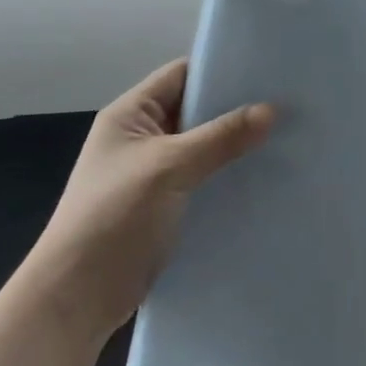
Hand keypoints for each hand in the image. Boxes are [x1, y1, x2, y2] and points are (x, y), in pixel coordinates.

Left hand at [31, 59, 272, 336]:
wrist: (77, 296)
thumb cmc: (114, 216)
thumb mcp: (169, 167)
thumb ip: (220, 137)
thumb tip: (272, 110)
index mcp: (130, 115)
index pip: (180, 75)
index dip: (220, 69)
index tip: (267, 71)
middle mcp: (142, 138)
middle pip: (195, 111)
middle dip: (236, 109)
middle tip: (288, 105)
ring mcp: (153, 175)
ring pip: (203, 148)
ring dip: (236, 146)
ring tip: (286, 139)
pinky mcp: (165, 207)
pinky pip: (203, 180)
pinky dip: (228, 177)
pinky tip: (265, 178)